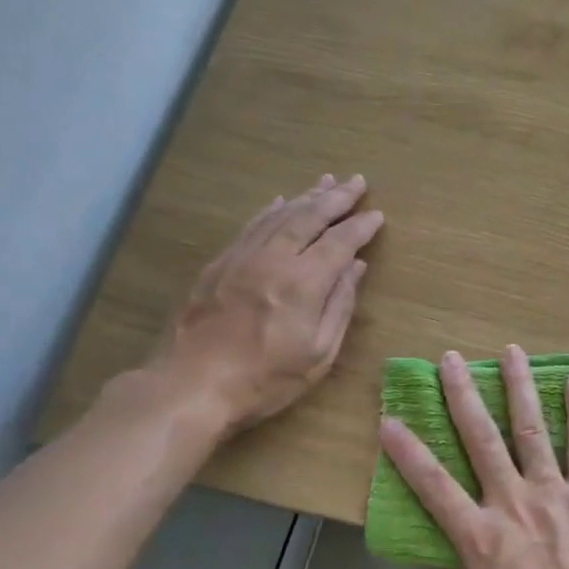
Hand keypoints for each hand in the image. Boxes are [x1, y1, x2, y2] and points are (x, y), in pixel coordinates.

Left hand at [143, 175, 383, 432]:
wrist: (191, 387)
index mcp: (304, 283)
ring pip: (279, 216)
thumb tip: (356, 268)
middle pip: (309, 217)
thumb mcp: (318, 354)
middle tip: (357, 181)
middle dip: (336, 198)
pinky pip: (251, 226)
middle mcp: (273, 260)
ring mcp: (242, 258)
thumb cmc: (265, 380)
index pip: (340, 242)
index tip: (376, 214)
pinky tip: (281, 201)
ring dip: (306, 197)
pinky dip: (271, 210)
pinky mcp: (219, 265)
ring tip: (326, 182)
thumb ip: (340, 306)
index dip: (360, 226)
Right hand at [380, 345, 568, 568]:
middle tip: (451, 360)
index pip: (434, 487)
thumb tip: (428, 553)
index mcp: (481, 536)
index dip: (408, 453)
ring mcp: (554, 492)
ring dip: (519, 387)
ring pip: (531, 429)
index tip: (390, 419)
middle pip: (481, 441)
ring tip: (510, 352)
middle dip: (462, 396)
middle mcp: (512, 502)